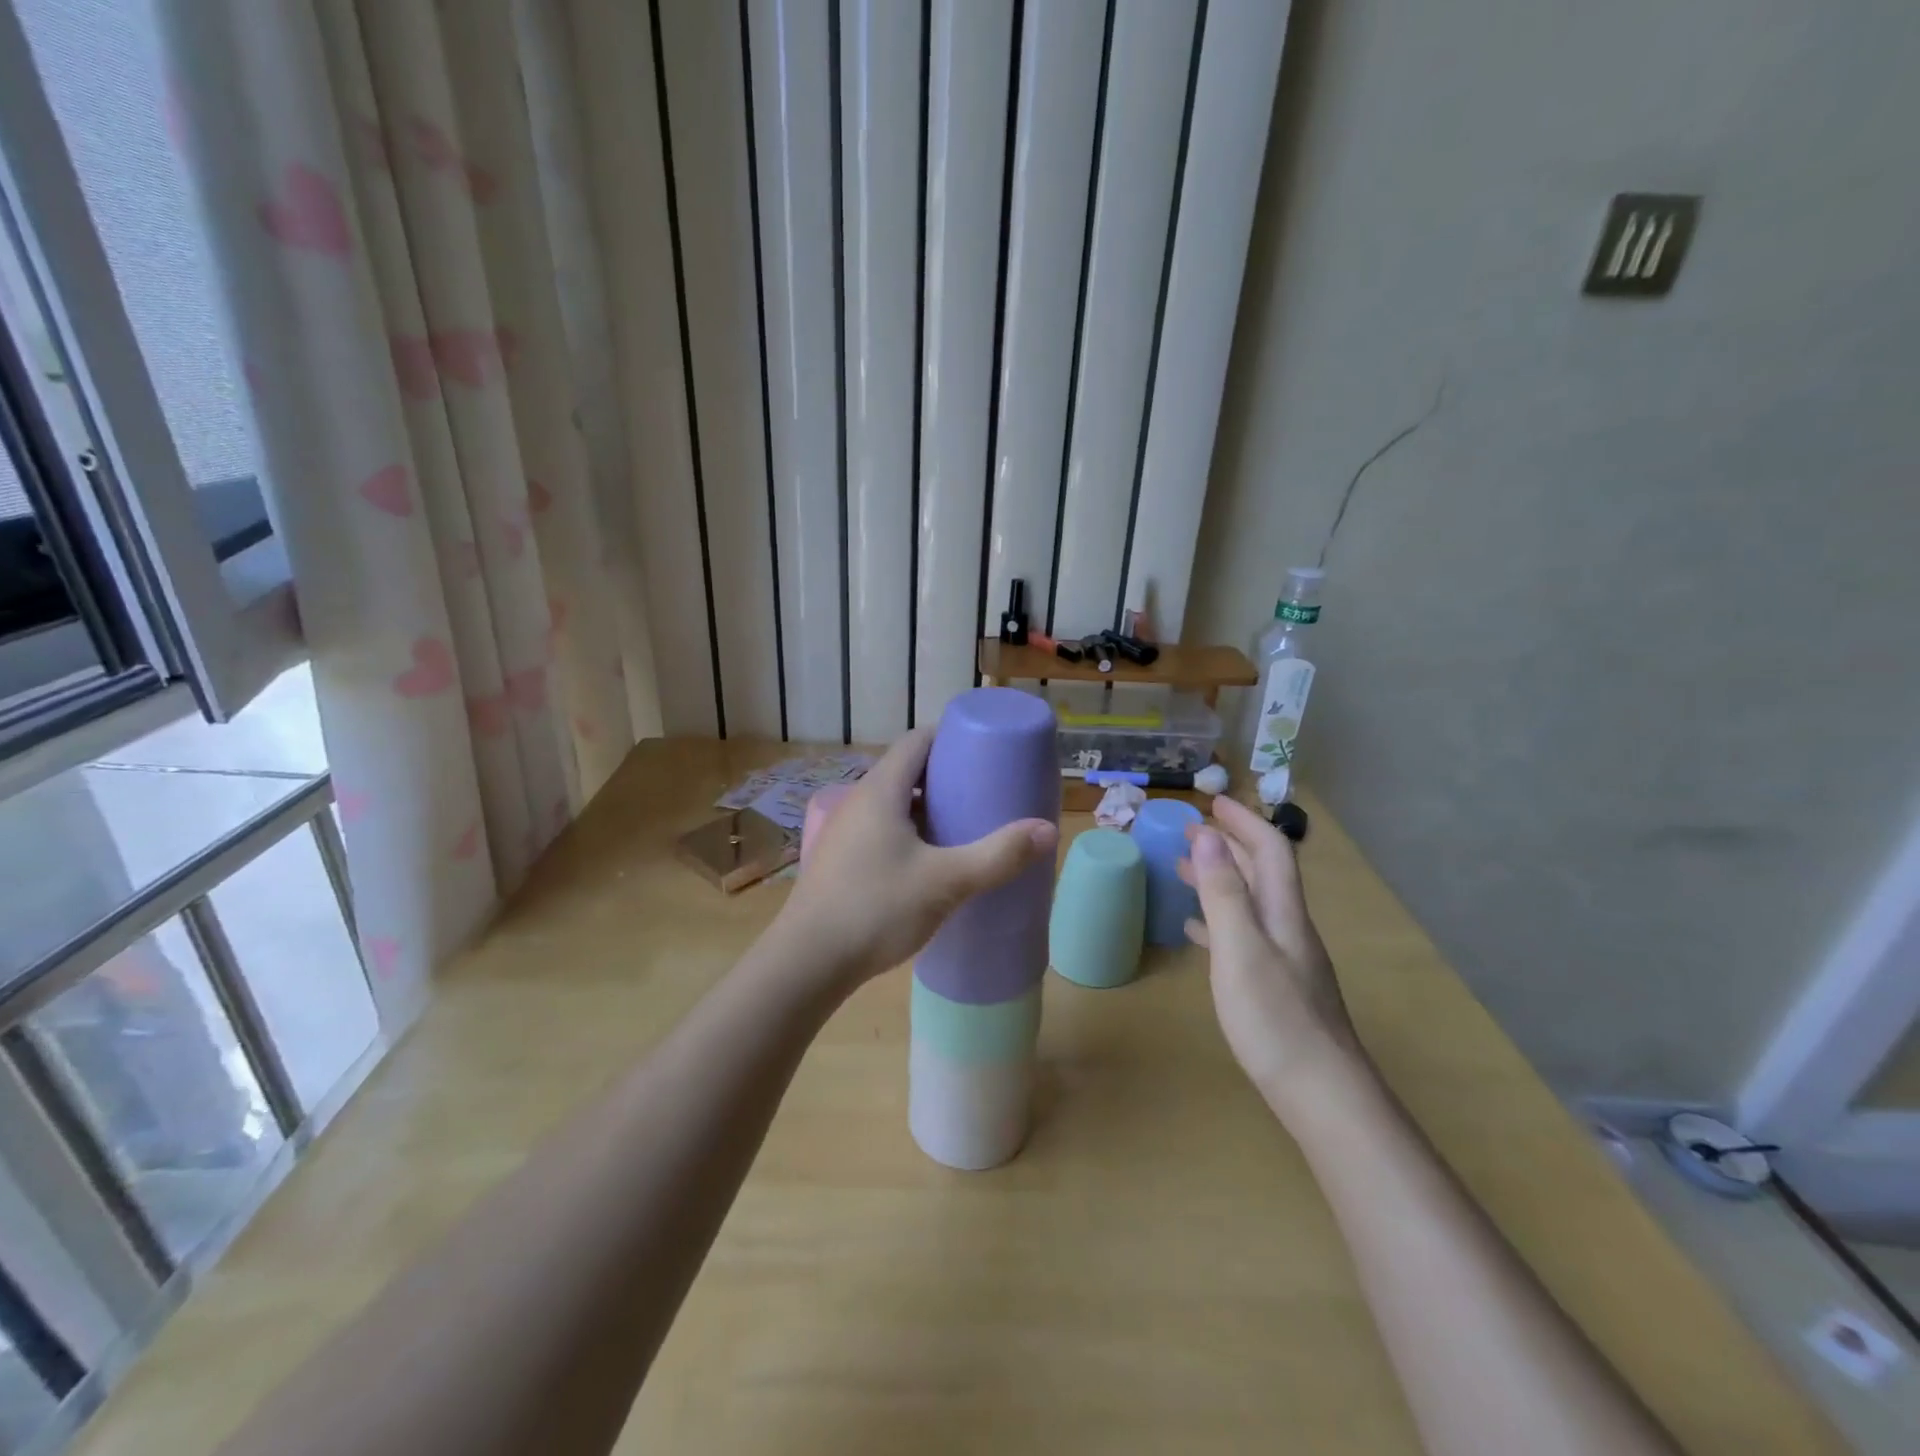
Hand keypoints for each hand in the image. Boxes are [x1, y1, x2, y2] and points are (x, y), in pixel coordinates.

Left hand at [778, 727, 1058, 986]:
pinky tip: (931, 862)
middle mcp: (858, 802)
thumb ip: (998, 855)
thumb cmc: (876, 909)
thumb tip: (1048, 830)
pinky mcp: (841, 862)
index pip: (916, 741)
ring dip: (927, 808)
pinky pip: (882, 831)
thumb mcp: (946, 882)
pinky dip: (910, 833)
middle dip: (946, 776)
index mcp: (880, 791)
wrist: (807, 963)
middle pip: (906, 772)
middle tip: (985, 790)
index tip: (985, 749)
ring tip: (964, 825)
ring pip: (893, 805)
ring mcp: (845, 833)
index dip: (950, 737)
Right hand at [1179, 797, 1363, 1113]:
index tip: (1212, 803)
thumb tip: (1210, 836)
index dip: (1244, 822)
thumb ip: (1224, 893)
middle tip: (1193, 831)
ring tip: (1184, 870)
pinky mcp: (1276, 987)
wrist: (1322, 1095)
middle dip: (1231, 845)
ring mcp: (1284, 959)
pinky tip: (1197, 931)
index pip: (1271, 851)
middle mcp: (1288, 928)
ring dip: (1221, 879)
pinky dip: (1218, 920)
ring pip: (1251, 904)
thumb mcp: (1241, 949)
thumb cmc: (1275, 1018)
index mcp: (1283, 913)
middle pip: (1262, 874)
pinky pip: (1243, 936)